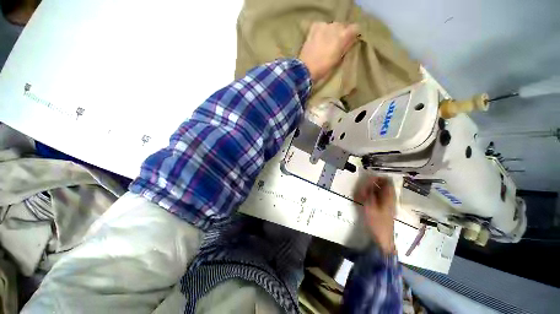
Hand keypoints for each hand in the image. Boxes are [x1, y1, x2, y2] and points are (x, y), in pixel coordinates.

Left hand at [299, 21, 358, 82]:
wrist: (306, 69)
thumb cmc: (324, 68)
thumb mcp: (338, 60)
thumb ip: (346, 47)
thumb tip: (351, 40)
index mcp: (343, 36)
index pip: (355, 28)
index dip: (352, 34)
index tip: (349, 41)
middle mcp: (335, 27)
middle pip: (342, 25)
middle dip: (340, 33)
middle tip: (336, 44)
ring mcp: (324, 26)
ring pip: (331, 25)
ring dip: (330, 32)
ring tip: (325, 43)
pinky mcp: (314, 27)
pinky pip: (321, 26)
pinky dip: (321, 31)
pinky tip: (318, 39)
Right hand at [355, 177, 395, 255]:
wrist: (383, 238)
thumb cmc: (377, 223)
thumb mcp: (370, 206)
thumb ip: (369, 192)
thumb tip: (369, 181)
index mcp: (389, 197)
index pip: (387, 181)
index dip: (378, 177)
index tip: (367, 179)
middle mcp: (390, 198)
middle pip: (383, 185)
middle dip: (372, 184)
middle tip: (363, 188)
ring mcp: (388, 203)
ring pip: (380, 191)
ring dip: (370, 190)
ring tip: (362, 195)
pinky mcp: (384, 207)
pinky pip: (378, 197)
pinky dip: (371, 196)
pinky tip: (364, 200)